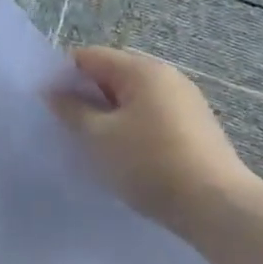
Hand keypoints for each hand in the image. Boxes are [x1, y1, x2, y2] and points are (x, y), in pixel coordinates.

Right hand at [47, 47, 256, 234]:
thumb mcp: (98, 137)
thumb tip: (53, 93)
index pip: (89, 57)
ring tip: (91, 144)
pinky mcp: (194, 127)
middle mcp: (166, 76)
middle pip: (111, 75)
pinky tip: (122, 155)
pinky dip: (129, 128)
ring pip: (130, 98)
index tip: (46, 105)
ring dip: (107, 115)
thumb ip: (71, 110)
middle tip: (65, 127)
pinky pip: (149, 116)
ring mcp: (184, 101)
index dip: (62, 76)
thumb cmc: (149, 163)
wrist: (216, 206)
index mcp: (141, 70)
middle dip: (85, 97)